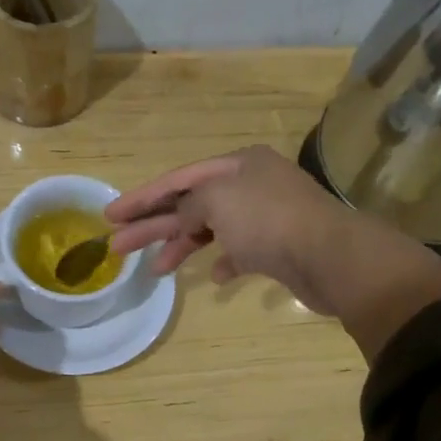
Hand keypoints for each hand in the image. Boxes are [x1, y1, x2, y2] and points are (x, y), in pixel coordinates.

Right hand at [105, 145, 358, 312]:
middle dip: (153, 225)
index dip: (142, 197)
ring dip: (182, 247)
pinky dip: (223, 263)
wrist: (329, 257)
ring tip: (155, 270)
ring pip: (211, 230)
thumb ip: (189, 205)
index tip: (110, 216)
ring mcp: (265, 217)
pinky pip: (240, 253)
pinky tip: (215, 276)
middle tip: (118, 247)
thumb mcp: (217, 199)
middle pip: (190, 204)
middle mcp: (251, 185)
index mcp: (237, 164)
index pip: (178, 178)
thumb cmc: (268, 220)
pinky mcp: (277, 248)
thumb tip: (183, 219)